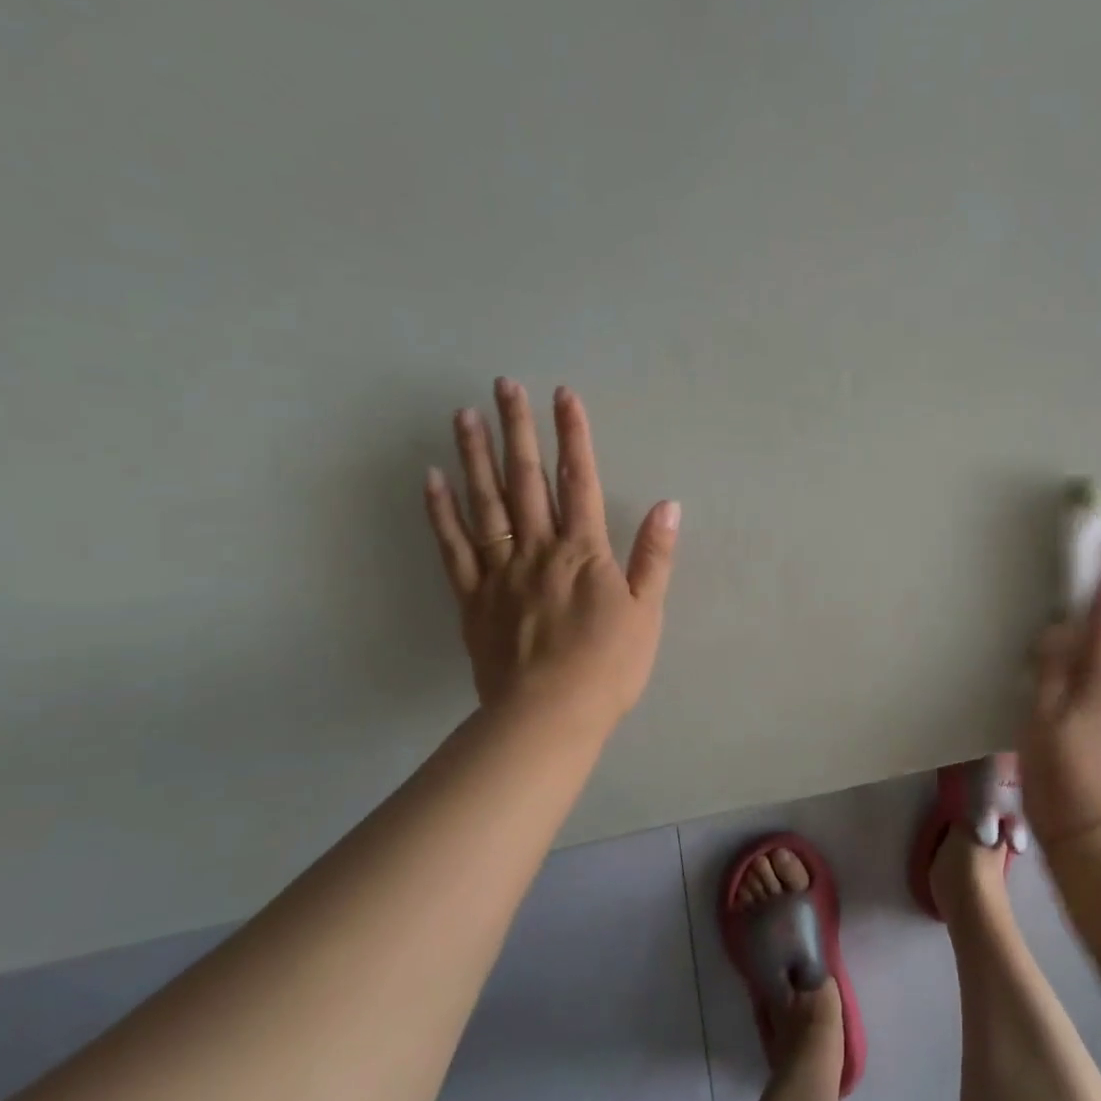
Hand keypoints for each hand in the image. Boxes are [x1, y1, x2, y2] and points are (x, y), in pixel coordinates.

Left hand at [423, 378, 679, 725]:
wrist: (549, 716)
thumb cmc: (608, 666)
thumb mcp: (646, 612)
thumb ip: (653, 556)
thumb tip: (668, 505)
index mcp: (584, 552)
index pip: (580, 481)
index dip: (573, 436)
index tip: (562, 395)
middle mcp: (539, 549)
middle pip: (527, 480)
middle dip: (518, 429)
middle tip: (503, 384)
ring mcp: (500, 571)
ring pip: (485, 504)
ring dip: (475, 456)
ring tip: (464, 414)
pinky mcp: (472, 597)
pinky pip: (453, 547)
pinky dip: (441, 511)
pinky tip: (432, 478)